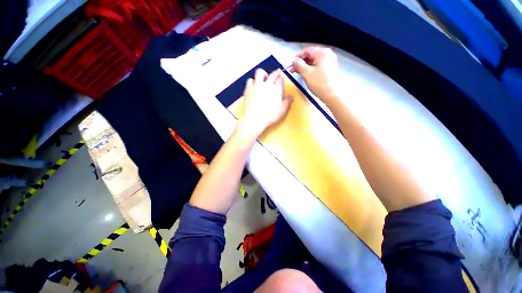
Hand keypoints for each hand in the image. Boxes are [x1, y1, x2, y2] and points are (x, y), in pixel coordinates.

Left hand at [237, 69, 292, 138]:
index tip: (281, 82)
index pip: (280, 80)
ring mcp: (257, 85)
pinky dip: (253, 81)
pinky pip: (250, 80)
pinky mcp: (248, 88)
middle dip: (276, 73)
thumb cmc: (269, 116)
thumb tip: (292, 96)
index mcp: (276, 89)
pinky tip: (254, 86)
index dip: (281, 80)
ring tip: (263, 80)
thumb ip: (287, 102)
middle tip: (276, 75)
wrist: (254, 119)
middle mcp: (267, 84)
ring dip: (263, 74)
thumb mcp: (281, 111)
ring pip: (260, 72)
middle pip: (272, 74)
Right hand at [291, 47, 339, 101]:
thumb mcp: (306, 73)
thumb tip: (294, 60)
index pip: (307, 50)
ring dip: (304, 67)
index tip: (290, 62)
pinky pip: (318, 66)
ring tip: (296, 72)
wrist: (331, 94)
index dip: (298, 56)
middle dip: (300, 63)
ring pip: (314, 62)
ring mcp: (330, 62)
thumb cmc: (318, 82)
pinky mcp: (330, 69)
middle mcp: (327, 54)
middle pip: (311, 56)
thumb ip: (299, 64)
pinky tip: (305, 74)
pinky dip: (310, 69)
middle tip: (292, 69)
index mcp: (322, 52)